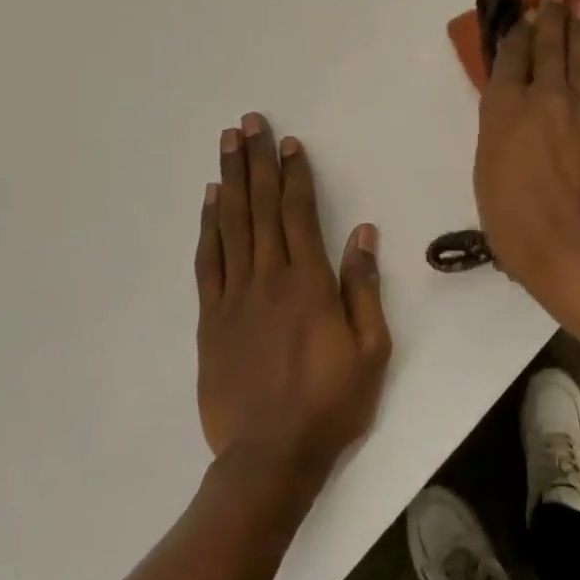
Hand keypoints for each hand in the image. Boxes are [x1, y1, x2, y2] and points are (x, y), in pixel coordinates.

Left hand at [195, 113, 391, 480]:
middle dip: (257, 161)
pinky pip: (208, 261)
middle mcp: (268, 278)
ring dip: (230, 181)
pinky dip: (208, 226)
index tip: (289, 142)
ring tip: (227, 145)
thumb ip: (363, 287)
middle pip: (261, 207)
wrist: (269, 456)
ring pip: (231, 225)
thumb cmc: (331, 402)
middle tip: (248, 123)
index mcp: (309, 282)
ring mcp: (234, 297)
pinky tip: (210, 201)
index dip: (295, 175)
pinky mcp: (211, 319)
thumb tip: (363, 233)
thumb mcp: (371, 348)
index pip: (299, 213)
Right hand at [474, 0, 579, 319]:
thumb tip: (509, 109)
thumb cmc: (517, 223)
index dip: (516, 32)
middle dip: (551, 17)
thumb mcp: (487, 175)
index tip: (521, 11)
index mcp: (505, 109)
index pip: (511, 58)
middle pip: (548, 48)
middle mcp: (544, 98)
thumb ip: (498, 133)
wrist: (578, 248)